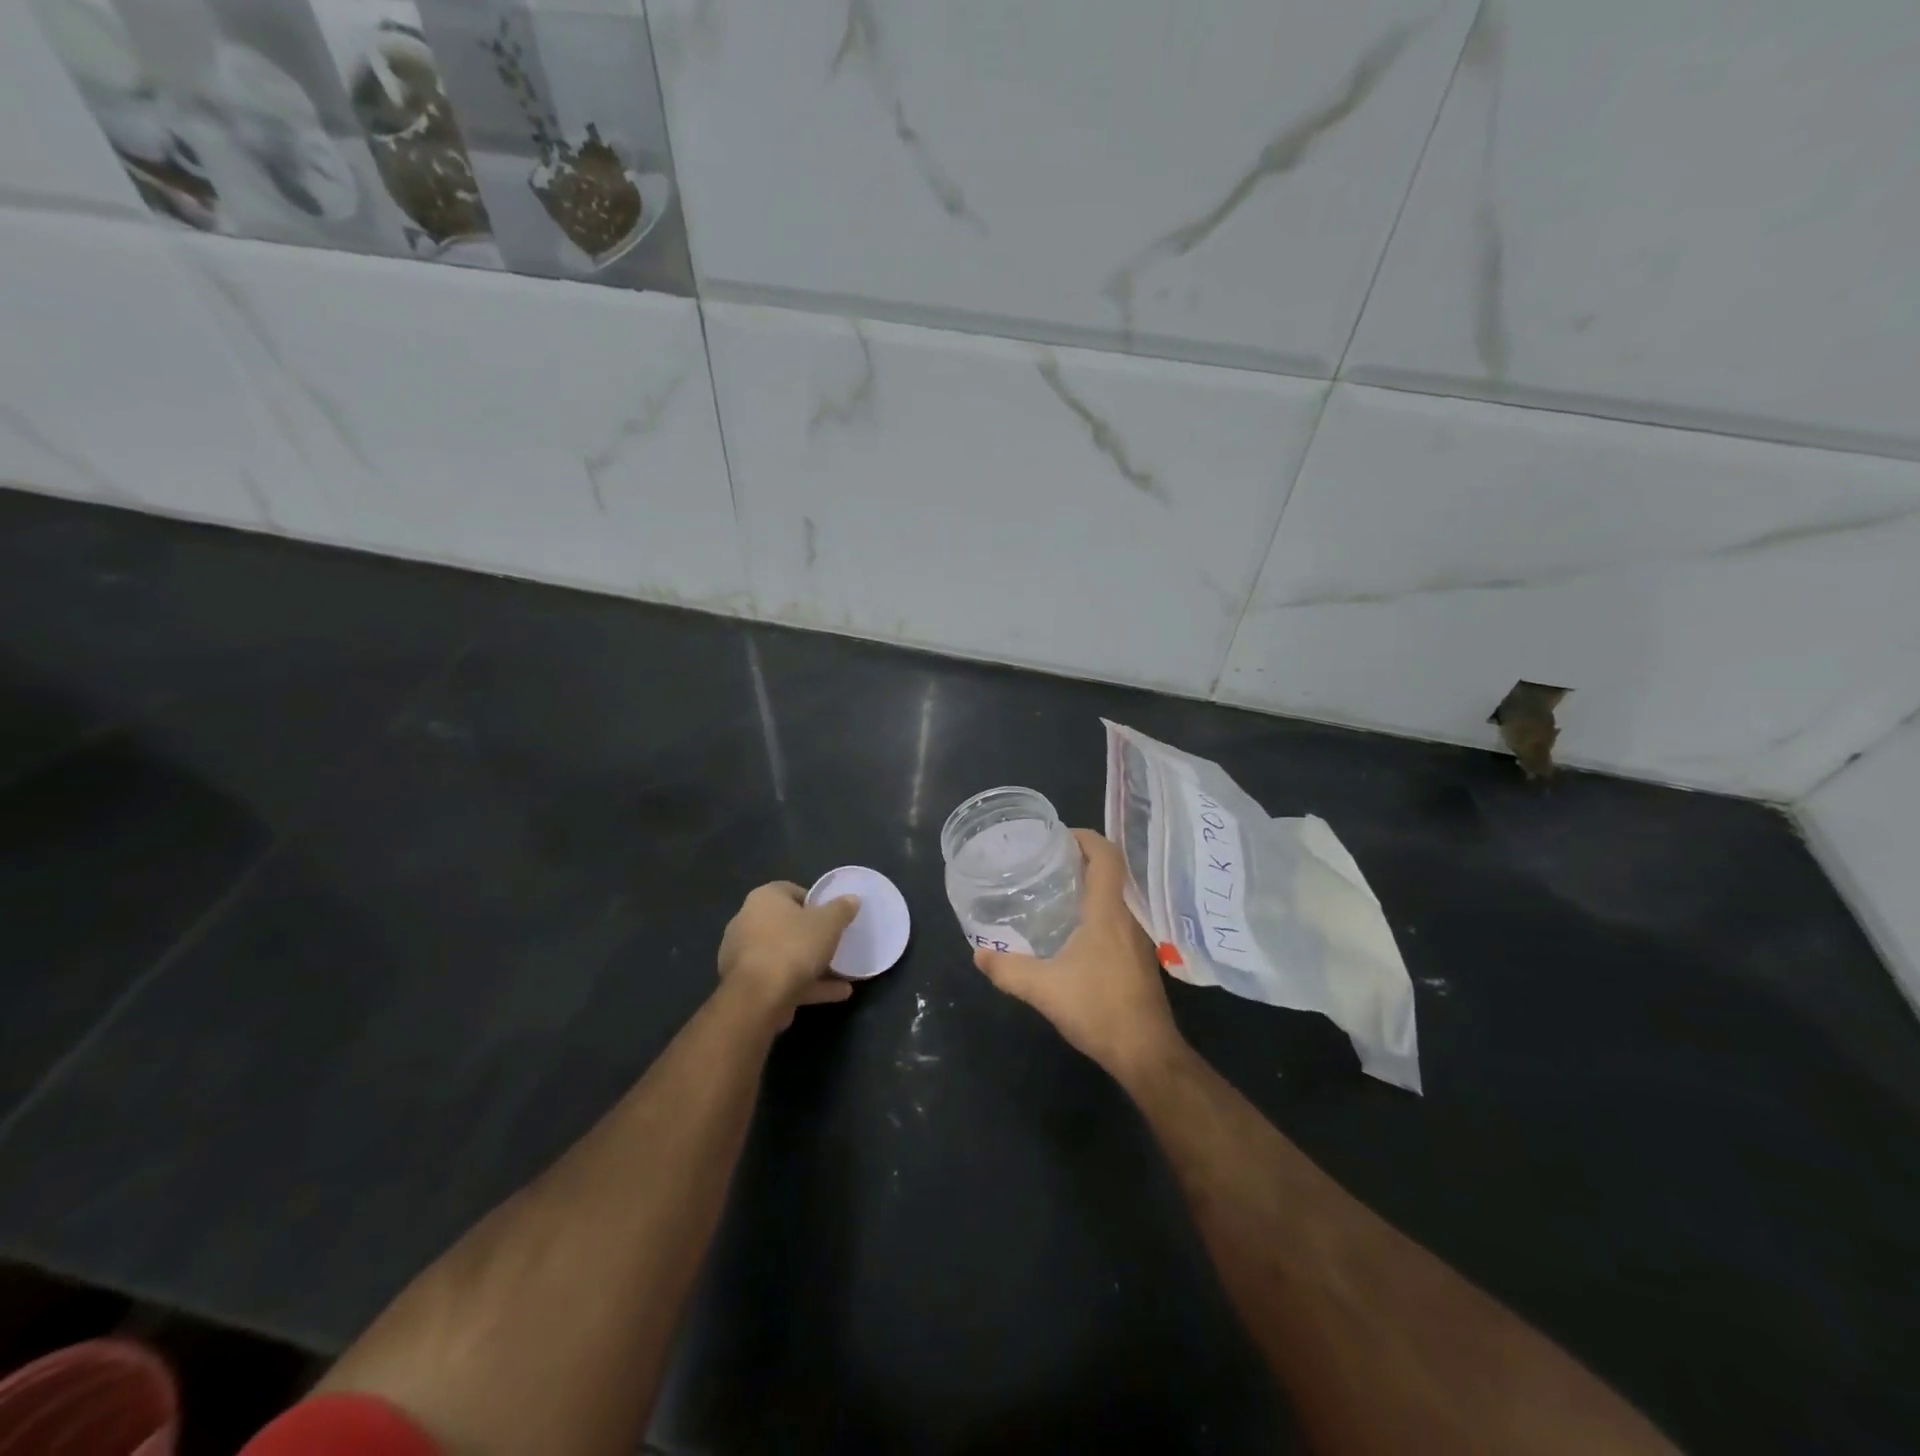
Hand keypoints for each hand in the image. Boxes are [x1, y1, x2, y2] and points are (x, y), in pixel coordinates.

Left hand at [718, 882, 859, 1028]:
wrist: (759, 999)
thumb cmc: (794, 946)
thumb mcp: (829, 923)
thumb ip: (842, 909)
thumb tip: (852, 899)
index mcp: (764, 899)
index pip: (790, 891)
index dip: (814, 902)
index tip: (832, 916)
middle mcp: (748, 922)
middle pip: (786, 925)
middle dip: (812, 935)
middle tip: (836, 942)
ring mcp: (746, 957)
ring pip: (786, 955)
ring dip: (813, 964)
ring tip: (843, 972)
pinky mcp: (749, 986)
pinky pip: (784, 979)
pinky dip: (809, 985)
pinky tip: (837, 993)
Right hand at [973, 829, 1186, 1081]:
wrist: (1146, 1052)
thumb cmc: (1098, 1009)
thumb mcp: (1043, 988)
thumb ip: (1008, 969)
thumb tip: (978, 954)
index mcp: (1108, 911)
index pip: (1106, 855)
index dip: (1085, 837)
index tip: (1057, 836)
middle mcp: (1128, 916)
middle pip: (1112, 871)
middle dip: (1081, 858)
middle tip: (1046, 861)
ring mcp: (1137, 938)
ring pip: (1116, 895)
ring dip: (1090, 884)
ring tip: (1055, 889)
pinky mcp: (1138, 957)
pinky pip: (1118, 916)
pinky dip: (1097, 909)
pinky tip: (1073, 929)